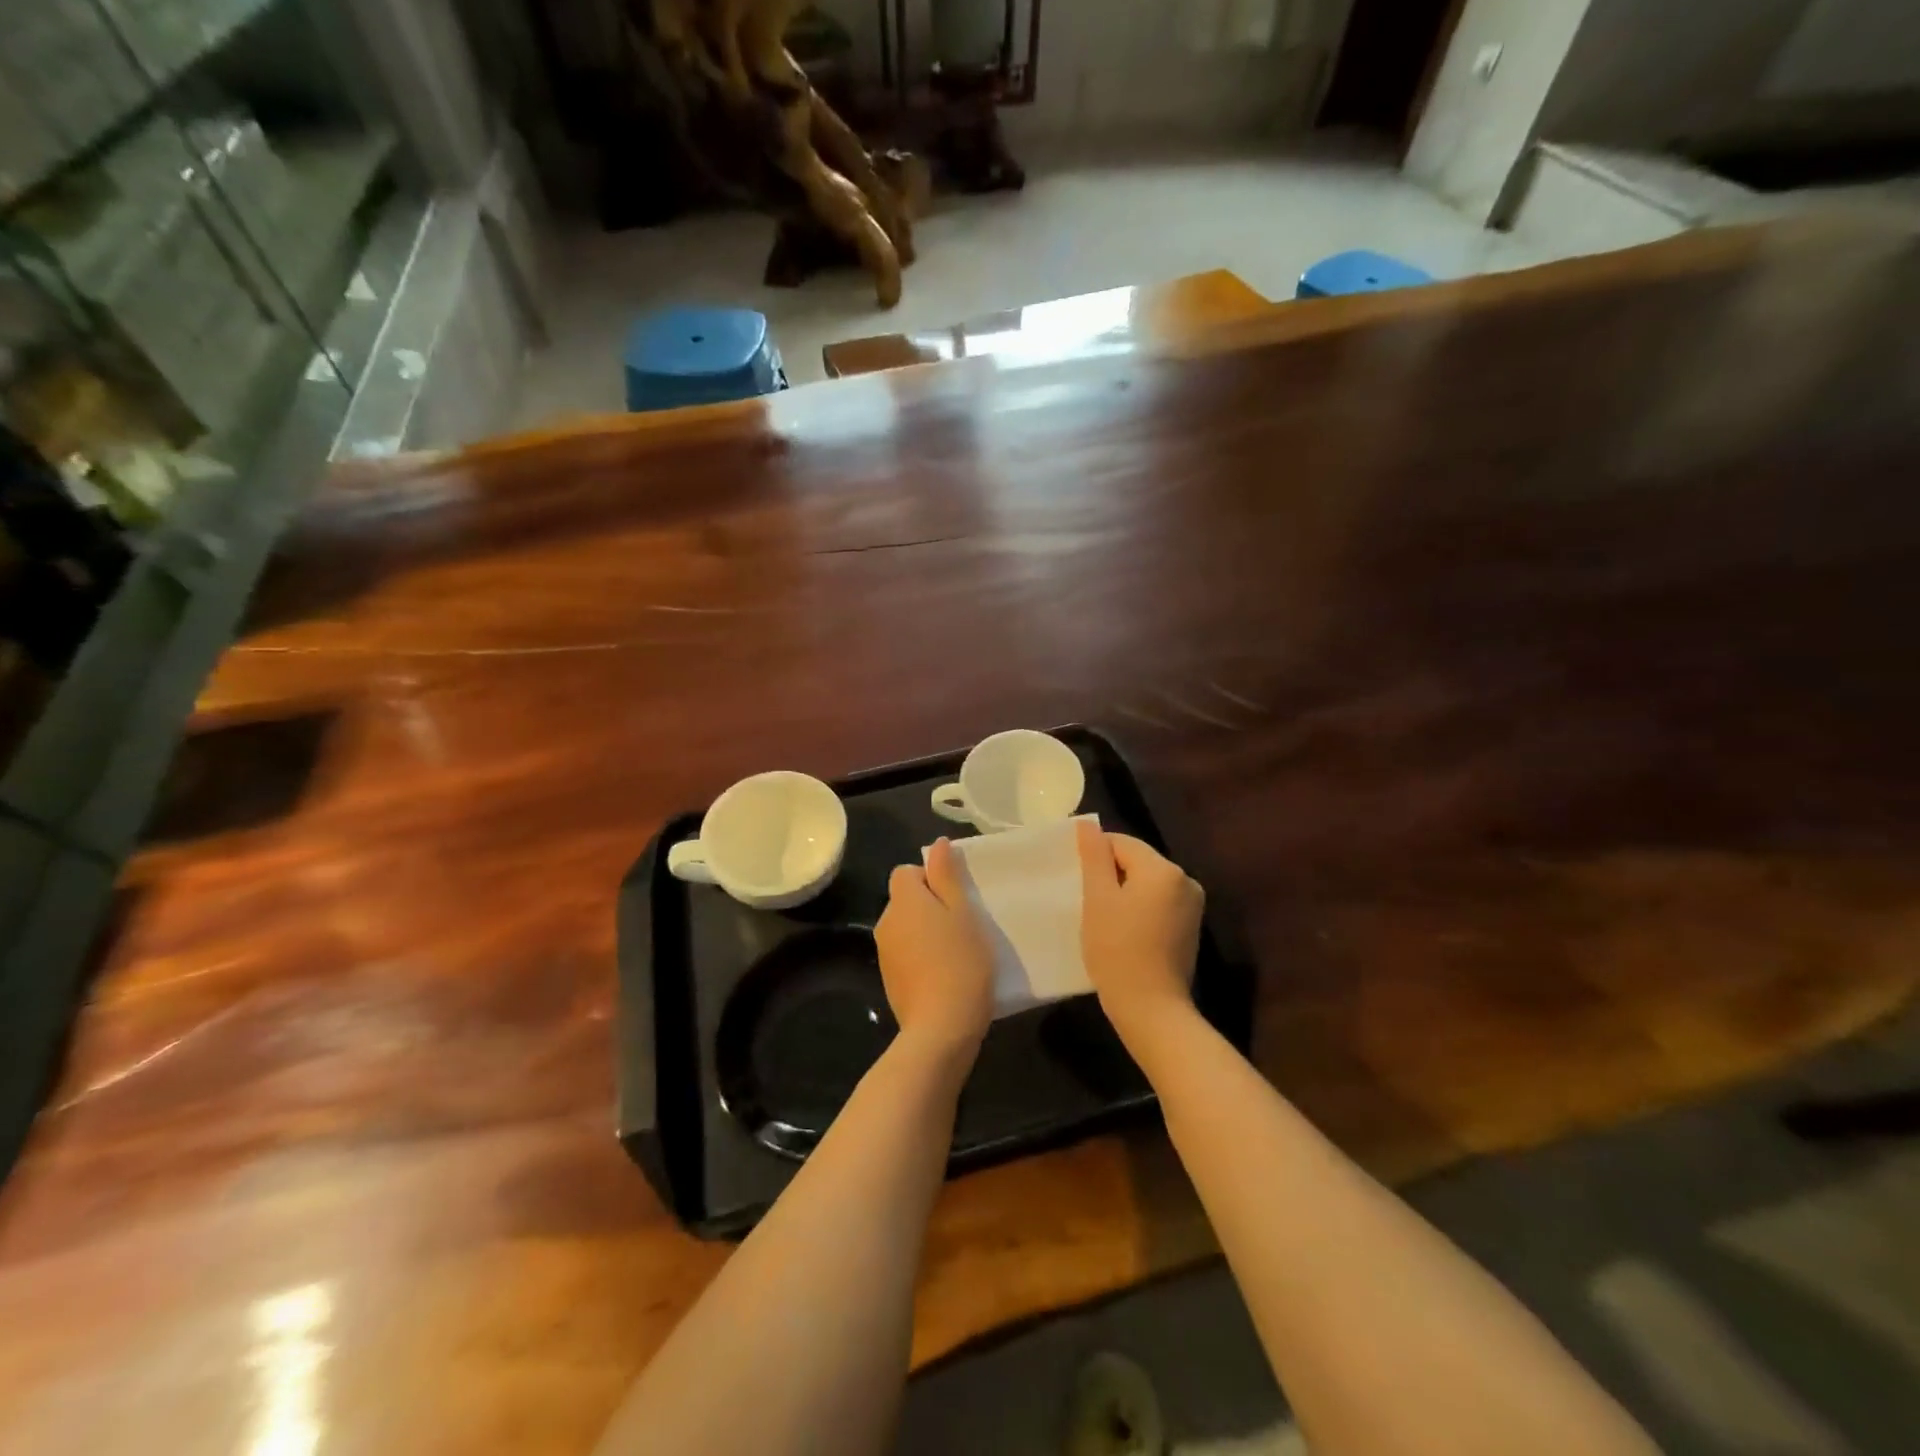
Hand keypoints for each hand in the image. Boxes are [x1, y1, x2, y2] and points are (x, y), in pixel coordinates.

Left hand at [875, 838, 995, 1057]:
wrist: (941, 1028)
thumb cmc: (960, 961)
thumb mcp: (963, 912)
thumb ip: (947, 875)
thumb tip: (937, 844)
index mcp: (903, 900)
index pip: (906, 871)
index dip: (931, 878)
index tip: (956, 899)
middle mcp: (886, 921)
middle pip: (906, 899)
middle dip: (930, 905)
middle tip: (963, 925)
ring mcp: (884, 953)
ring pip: (906, 927)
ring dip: (926, 932)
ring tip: (956, 952)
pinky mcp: (889, 979)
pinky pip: (905, 953)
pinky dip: (921, 956)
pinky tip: (944, 974)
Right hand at [1077, 821, 1203, 1043]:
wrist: (1152, 1009)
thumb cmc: (1117, 950)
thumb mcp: (1098, 899)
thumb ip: (1094, 857)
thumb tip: (1088, 825)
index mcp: (1164, 869)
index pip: (1121, 843)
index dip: (1095, 856)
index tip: (1076, 879)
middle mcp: (1185, 880)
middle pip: (1137, 861)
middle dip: (1110, 874)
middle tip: (1085, 899)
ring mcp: (1192, 905)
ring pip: (1147, 883)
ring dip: (1123, 892)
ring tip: (1101, 916)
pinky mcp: (1190, 928)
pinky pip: (1158, 903)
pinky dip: (1138, 908)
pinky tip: (1122, 930)